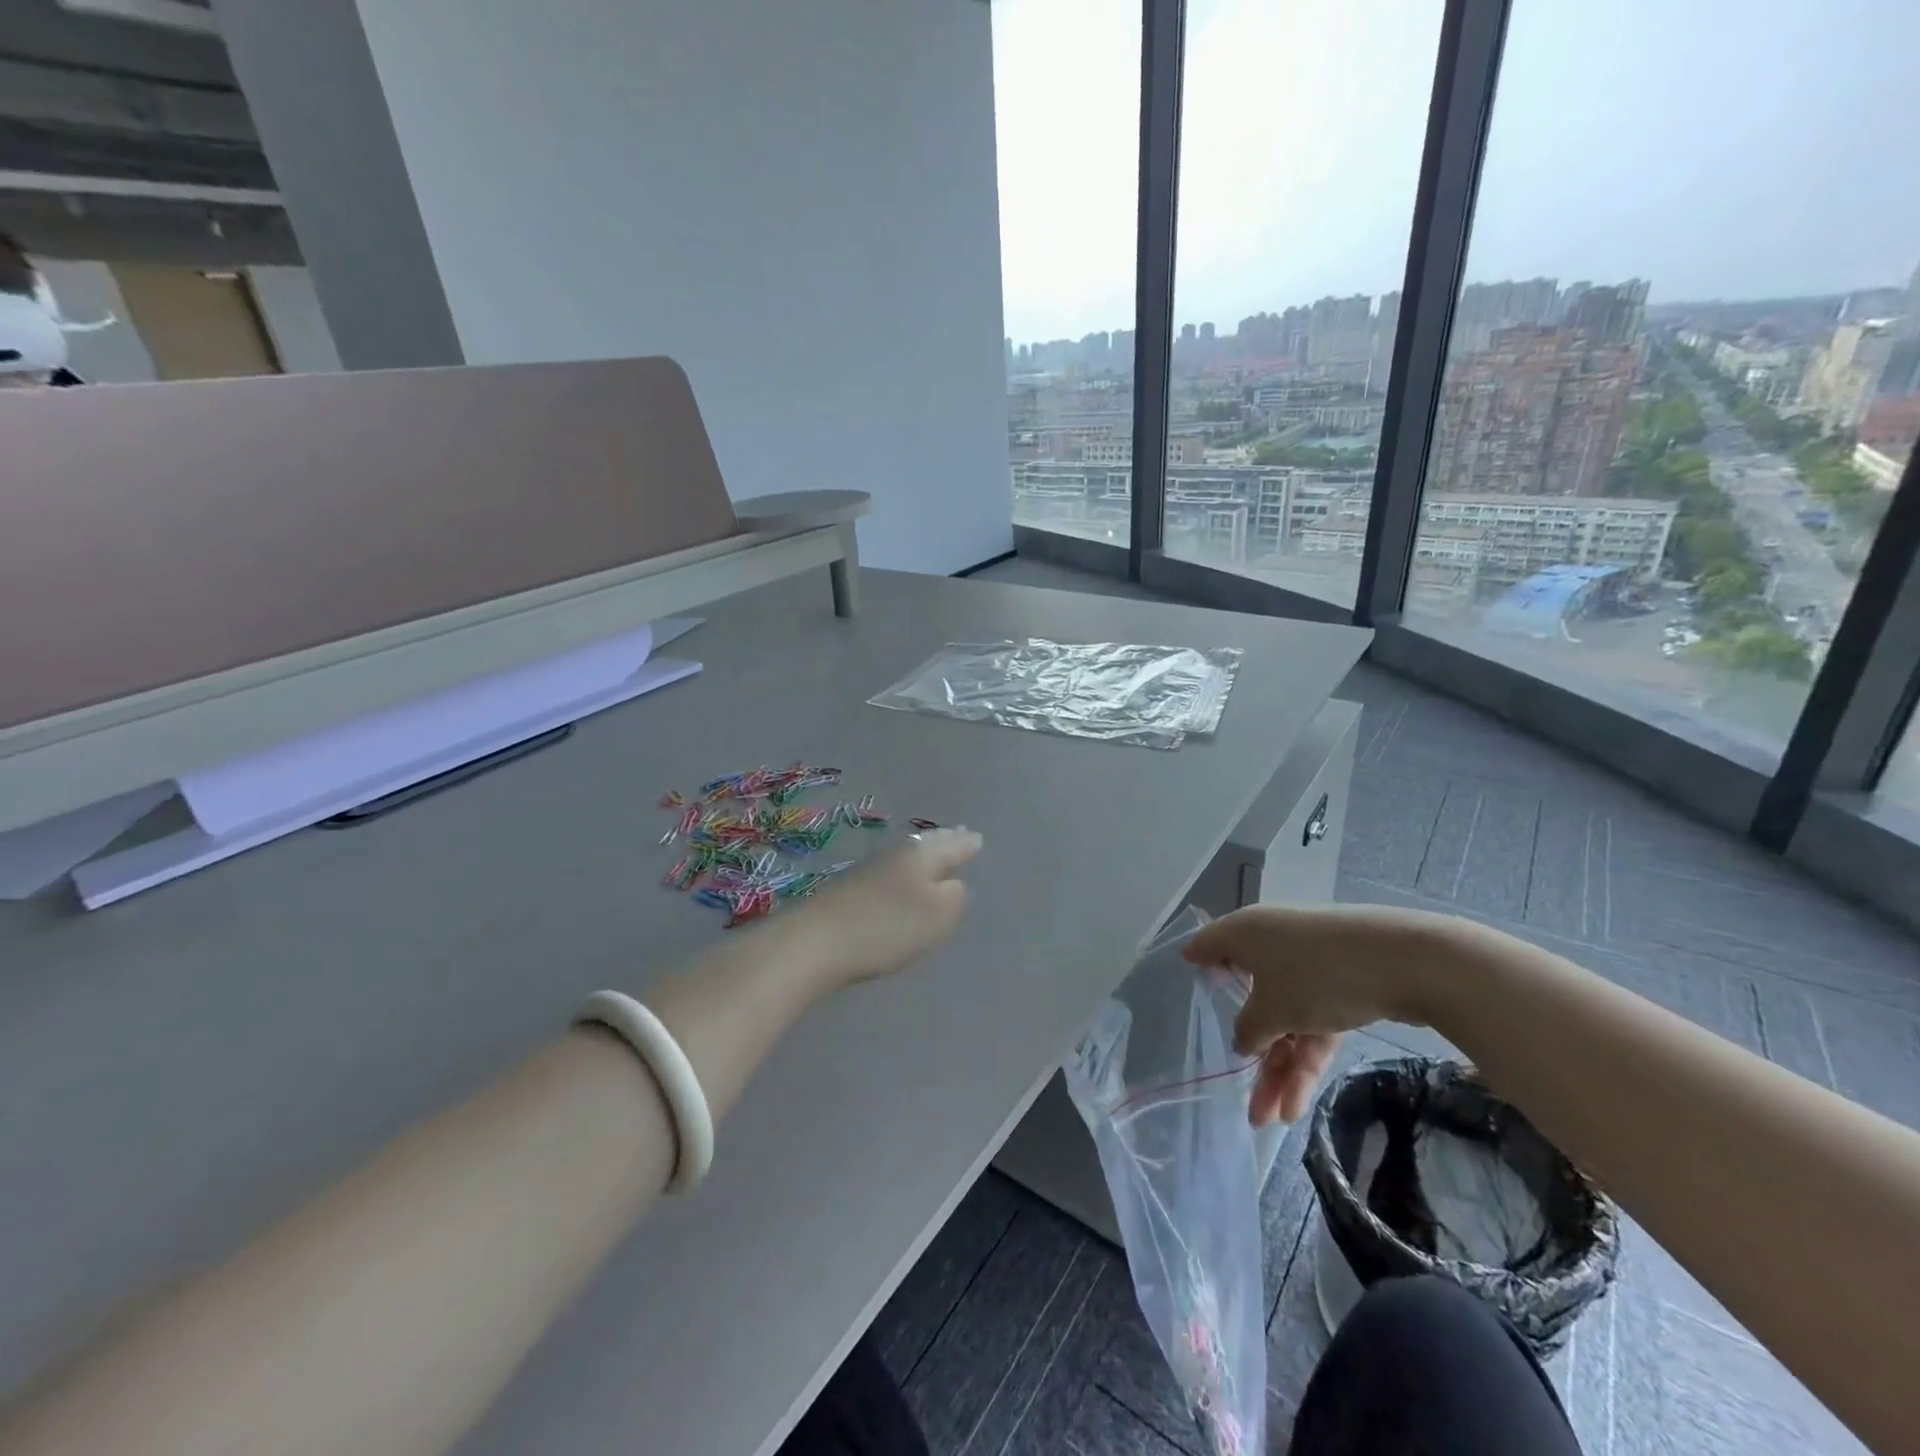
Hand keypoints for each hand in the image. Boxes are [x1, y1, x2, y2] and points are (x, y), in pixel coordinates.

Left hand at [779, 827, 982, 989]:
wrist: (814, 942)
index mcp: (920, 856)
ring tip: (934, 854)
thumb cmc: (886, 927)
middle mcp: (895, 855)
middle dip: (944, 842)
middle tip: (960, 835)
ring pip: (906, 856)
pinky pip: (888, 872)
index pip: (951, 846)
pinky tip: (900, 879)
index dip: (966, 844)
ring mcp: (868, 871)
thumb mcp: (936, 916)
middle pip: (926, 845)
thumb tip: (954, 883)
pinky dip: (902, 872)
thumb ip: (954, 897)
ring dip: (923, 855)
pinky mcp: (848, 890)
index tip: (977, 839)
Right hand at [1183, 903, 1454, 1124]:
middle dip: (1251, 1054)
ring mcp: (1309, 964)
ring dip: (1281, 1069)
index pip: (1207, 946)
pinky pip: (1314, 1022)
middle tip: (1244, 1100)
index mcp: (1244, 933)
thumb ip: (1248, 1029)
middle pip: (1250, 998)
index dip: (1196, 969)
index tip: (1187, 996)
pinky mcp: (1342, 982)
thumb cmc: (1315, 976)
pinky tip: (1301, 1104)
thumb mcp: (1271, 1011)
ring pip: (1285, 1018)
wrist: (1404, 961)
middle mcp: (1271, 943)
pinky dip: (1308, 1058)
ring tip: (1273, 1119)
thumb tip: (1244, 1040)